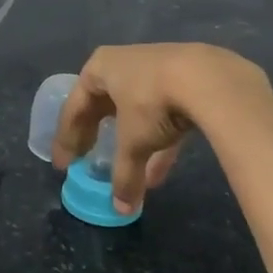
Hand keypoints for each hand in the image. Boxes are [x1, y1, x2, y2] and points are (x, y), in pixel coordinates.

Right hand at [54, 43, 272, 215]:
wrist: (209, 78)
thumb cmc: (152, 102)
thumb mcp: (133, 142)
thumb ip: (124, 174)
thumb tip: (121, 209)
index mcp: (100, 68)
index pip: (75, 107)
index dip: (67, 138)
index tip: (63, 165)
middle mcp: (123, 63)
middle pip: (102, 105)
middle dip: (96, 136)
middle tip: (86, 161)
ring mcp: (155, 69)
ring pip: (134, 112)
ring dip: (130, 144)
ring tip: (129, 175)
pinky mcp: (184, 80)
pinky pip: (162, 114)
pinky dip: (158, 142)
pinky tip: (159, 173)